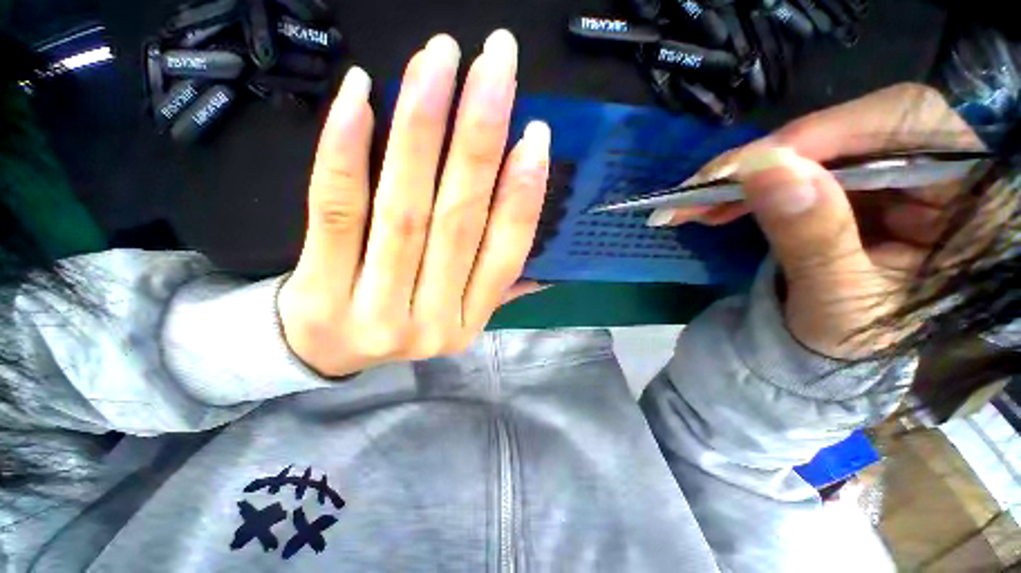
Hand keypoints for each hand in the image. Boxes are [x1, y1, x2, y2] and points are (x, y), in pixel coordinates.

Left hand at [278, 30, 550, 376]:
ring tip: (439, 61)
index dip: (522, 196)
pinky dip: (349, 150)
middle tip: (496, 64)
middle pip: (458, 222)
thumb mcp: (455, 315)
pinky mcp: (321, 289)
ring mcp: (376, 309)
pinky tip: (363, 93)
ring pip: (405, 209)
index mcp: (468, 324)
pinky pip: (339, 211)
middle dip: (480, 138)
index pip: (505, 256)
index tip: (536, 136)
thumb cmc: (399, 324)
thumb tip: (545, 269)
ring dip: (423, 127)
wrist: (327, 352)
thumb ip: (495, 289)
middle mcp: (431, 321)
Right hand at [651, 84, 984, 357]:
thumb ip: (812, 235)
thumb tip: (764, 169)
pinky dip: (753, 184)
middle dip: (772, 156)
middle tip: (706, 185)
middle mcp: (940, 171)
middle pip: (854, 127)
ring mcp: (891, 173)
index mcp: (971, 202)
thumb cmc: (853, 341)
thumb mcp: (839, 299)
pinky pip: (798, 168)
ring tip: (699, 201)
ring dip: (750, 173)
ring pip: (816, 146)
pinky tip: (721, 202)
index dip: (827, 134)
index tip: (750, 164)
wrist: (837, 352)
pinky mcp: (852, 183)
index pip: (909, 124)